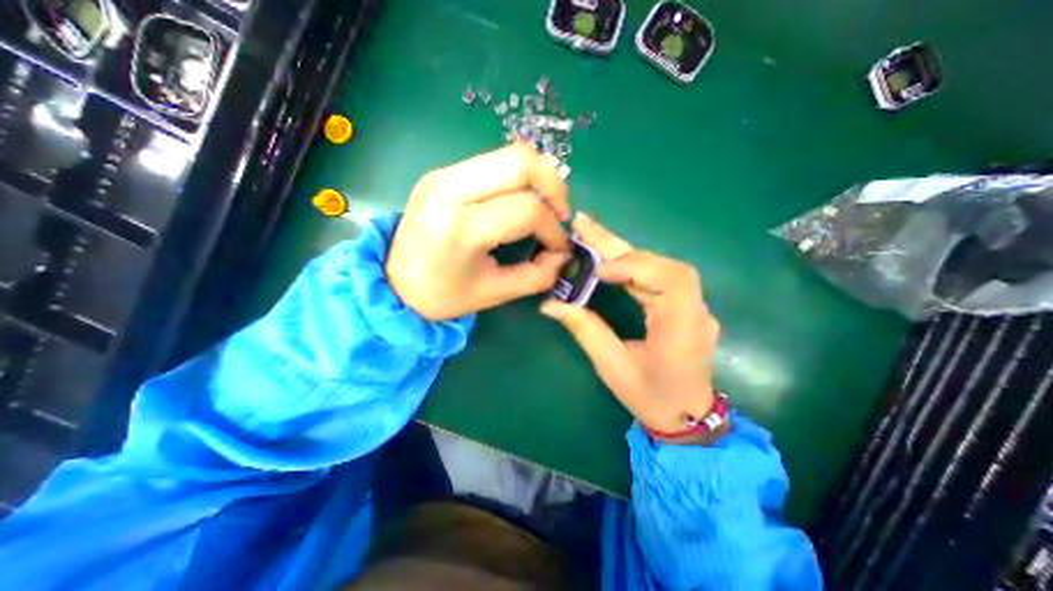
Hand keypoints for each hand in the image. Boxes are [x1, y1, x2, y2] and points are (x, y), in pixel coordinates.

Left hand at [385, 143, 572, 320]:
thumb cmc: (442, 295)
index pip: (527, 210)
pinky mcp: (443, 173)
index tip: (558, 248)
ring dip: (538, 178)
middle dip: (553, 186)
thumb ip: (537, 276)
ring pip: (509, 154)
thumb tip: (562, 255)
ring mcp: (443, 175)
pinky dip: (518, 178)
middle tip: (560, 214)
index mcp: (461, 227)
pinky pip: (494, 162)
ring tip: (545, 207)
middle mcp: (449, 189)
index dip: (553, 229)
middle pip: (521, 161)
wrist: (394, 284)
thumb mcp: (495, 294)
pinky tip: (520, 201)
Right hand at [539, 215, 720, 436]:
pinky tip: (608, 260)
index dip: (634, 266)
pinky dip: (629, 265)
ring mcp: (692, 306)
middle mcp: (694, 310)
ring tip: (590, 236)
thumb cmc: (651, 397)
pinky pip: (655, 277)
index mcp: (683, 329)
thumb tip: (551, 304)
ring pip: (657, 266)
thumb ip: (585, 330)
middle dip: (619, 245)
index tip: (598, 271)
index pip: (670, 279)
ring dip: (622, 252)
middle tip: (584, 224)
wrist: (687, 417)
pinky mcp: (682, 305)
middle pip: (660, 264)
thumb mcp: (613, 367)